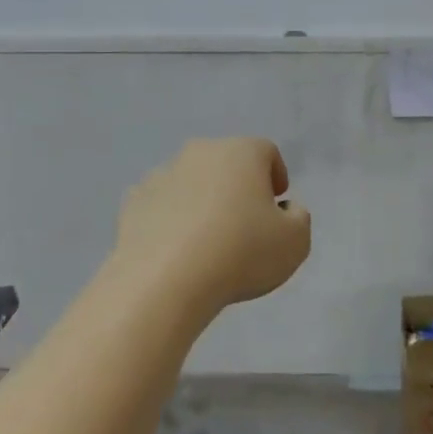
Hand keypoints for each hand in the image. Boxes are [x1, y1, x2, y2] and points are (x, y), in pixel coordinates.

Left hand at [110, 138, 311, 314]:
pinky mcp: (133, 202)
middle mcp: (201, 152)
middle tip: (245, 222)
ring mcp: (162, 174)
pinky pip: (162, 204)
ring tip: (208, 240)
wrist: (164, 281)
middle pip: (227, 162)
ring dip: (202, 201)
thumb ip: (299, 218)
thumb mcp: (295, 242)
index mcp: (242, 152)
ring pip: (192, 181)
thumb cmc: (240, 253)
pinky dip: (171, 218)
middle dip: (237, 186)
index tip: (276, 203)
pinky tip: (176, 248)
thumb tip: (285, 209)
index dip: (276, 175)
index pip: (266, 152)